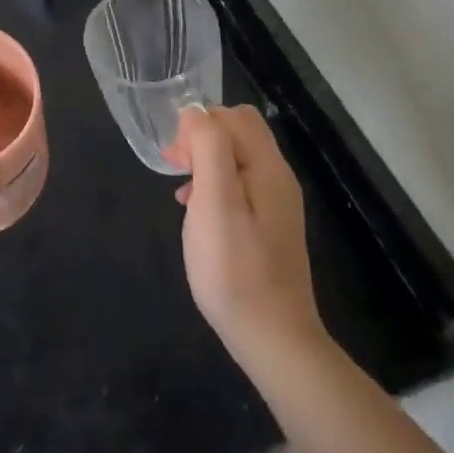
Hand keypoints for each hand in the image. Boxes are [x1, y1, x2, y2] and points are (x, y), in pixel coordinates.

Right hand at [167, 105, 327, 362]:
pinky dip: (214, 188)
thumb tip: (196, 113)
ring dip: (204, 165)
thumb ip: (208, 149)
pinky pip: (239, 187)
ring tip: (183, 194)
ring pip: (235, 160)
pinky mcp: (268, 227)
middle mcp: (277, 178)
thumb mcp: (214, 202)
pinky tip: (197, 215)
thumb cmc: (235, 268)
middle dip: (201, 141)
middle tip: (176, 171)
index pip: (235, 116)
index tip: (176, 159)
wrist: (272, 338)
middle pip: (238, 133)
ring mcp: (275, 204)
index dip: (200, 125)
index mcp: (268, 167)